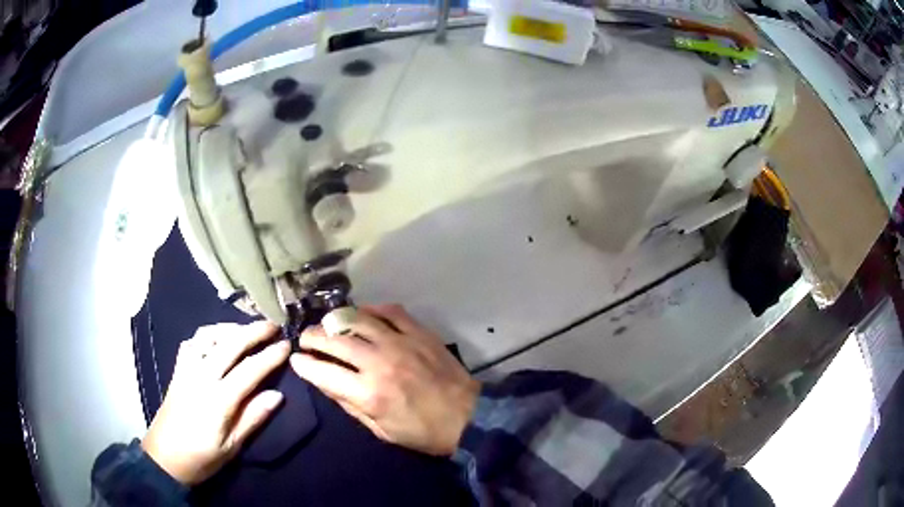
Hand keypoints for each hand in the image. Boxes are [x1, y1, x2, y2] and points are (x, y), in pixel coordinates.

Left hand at [142, 321, 289, 484]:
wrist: (164, 457)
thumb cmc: (201, 458)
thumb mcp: (231, 447)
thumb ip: (252, 419)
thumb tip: (277, 396)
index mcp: (218, 400)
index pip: (249, 370)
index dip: (270, 356)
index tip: (287, 346)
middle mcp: (201, 378)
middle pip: (229, 345)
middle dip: (253, 331)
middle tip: (273, 325)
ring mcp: (186, 370)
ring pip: (208, 337)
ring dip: (229, 328)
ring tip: (246, 330)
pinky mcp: (177, 370)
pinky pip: (192, 342)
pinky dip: (207, 335)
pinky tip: (216, 339)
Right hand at [290, 305, 479, 455]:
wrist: (468, 417)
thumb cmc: (423, 432)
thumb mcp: (381, 430)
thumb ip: (350, 405)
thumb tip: (325, 383)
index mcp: (368, 393)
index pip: (323, 372)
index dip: (304, 365)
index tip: (296, 359)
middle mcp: (379, 363)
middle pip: (334, 341)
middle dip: (313, 337)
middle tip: (305, 338)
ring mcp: (400, 343)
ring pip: (358, 320)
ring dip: (336, 320)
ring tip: (328, 324)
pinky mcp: (419, 333)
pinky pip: (390, 312)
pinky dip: (373, 310)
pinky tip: (364, 314)